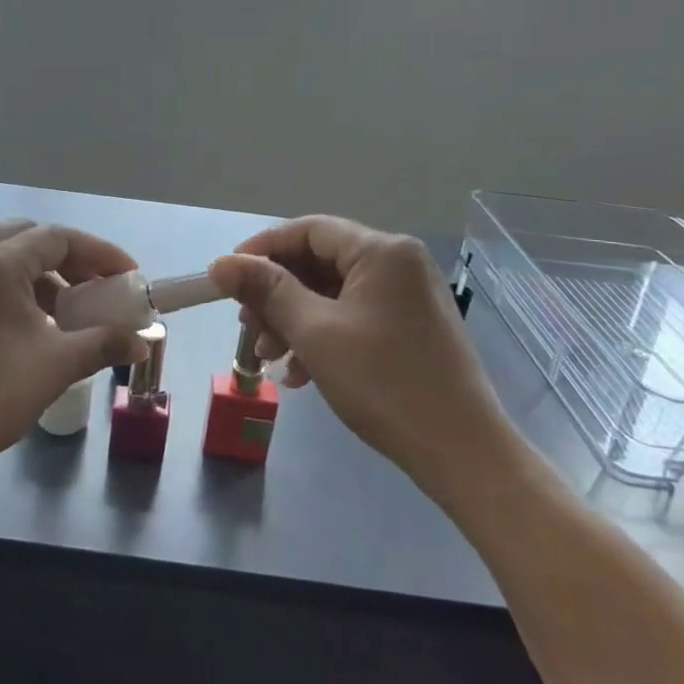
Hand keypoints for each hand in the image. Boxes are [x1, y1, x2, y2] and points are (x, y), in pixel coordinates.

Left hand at [0, 219, 148, 502]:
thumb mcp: (54, 367)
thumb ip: (103, 344)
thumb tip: (141, 342)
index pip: (58, 237)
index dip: (101, 254)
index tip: (129, 277)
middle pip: (26, 238)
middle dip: (67, 259)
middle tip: (94, 289)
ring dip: (38, 278)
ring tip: (64, 317)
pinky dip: (9, 294)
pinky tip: (23, 332)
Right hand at [208, 217, 521, 505]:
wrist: (461, 452)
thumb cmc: (383, 383)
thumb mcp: (314, 332)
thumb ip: (266, 290)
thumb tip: (221, 263)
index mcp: (381, 251)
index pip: (308, 230)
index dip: (262, 248)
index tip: (227, 277)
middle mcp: (399, 263)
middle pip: (320, 261)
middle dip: (277, 293)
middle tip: (247, 325)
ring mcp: (408, 296)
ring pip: (333, 293)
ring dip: (294, 320)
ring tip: (269, 357)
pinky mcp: (411, 327)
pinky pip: (354, 316)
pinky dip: (322, 336)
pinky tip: (300, 373)